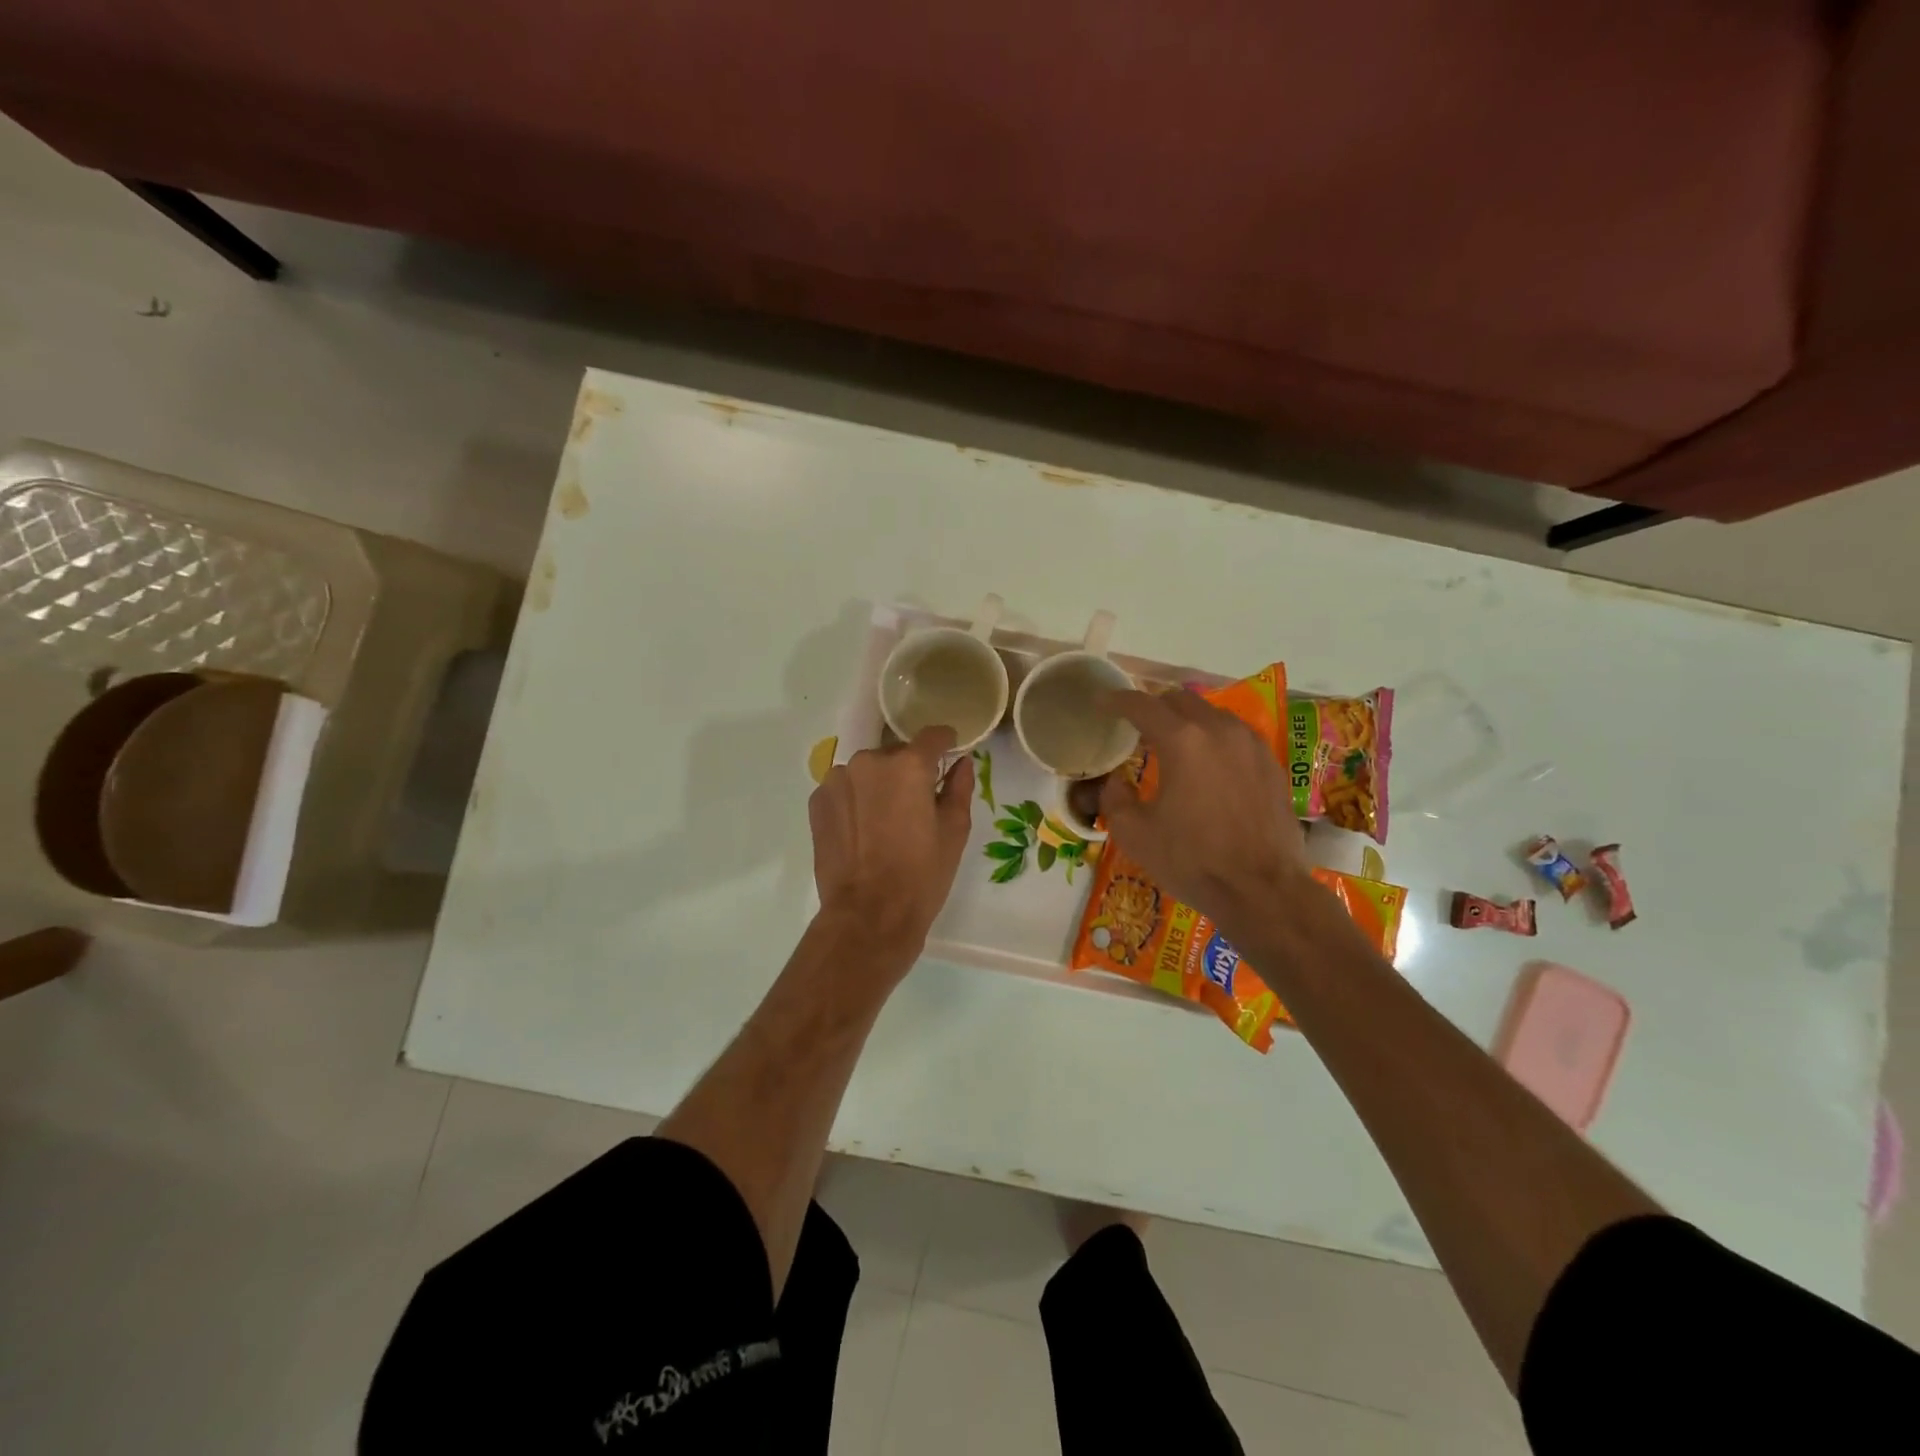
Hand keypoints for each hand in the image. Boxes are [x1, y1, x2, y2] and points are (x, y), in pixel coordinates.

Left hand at [808, 726, 974, 969]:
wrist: (868, 915)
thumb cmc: (921, 875)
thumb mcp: (954, 831)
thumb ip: (959, 787)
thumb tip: (962, 762)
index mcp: (909, 765)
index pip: (933, 736)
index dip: (945, 745)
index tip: (949, 759)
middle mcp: (870, 761)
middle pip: (897, 755)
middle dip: (908, 773)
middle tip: (916, 808)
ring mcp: (838, 779)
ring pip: (868, 771)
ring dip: (878, 786)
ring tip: (884, 824)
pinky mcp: (818, 800)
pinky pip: (845, 789)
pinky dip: (855, 800)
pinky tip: (861, 832)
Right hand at [1099, 690, 1309, 936]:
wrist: (1262, 891)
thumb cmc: (1193, 861)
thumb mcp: (1135, 834)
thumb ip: (1115, 798)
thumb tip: (1116, 781)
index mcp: (1182, 741)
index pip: (1142, 705)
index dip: (1117, 700)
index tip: (1102, 702)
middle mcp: (1219, 730)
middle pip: (1180, 700)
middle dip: (1154, 706)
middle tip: (1137, 725)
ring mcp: (1251, 744)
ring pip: (1212, 713)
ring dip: (1187, 720)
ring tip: (1173, 743)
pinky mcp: (1271, 763)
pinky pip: (1235, 734)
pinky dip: (1214, 738)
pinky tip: (1208, 763)